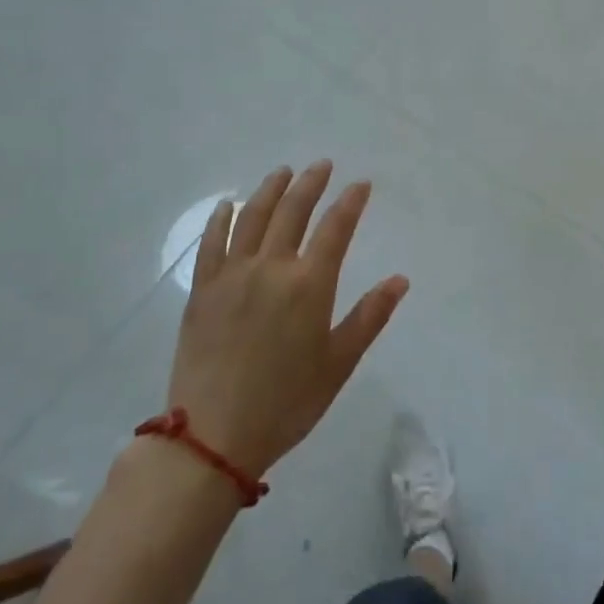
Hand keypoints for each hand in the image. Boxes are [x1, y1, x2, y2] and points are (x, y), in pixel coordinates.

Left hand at [167, 161, 409, 478]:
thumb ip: (370, 317)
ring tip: (283, 171)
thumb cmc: (286, 403)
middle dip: (311, 183)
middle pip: (293, 212)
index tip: (361, 184)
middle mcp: (271, 268)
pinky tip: (228, 205)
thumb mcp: (338, 364)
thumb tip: (400, 280)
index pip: (335, 228)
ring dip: (270, 190)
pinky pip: (211, 243)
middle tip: (322, 165)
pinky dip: (221, 219)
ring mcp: (232, 276)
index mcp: (309, 285)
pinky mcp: (202, 290)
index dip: (350, 202)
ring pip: (252, 217)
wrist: (213, 437)